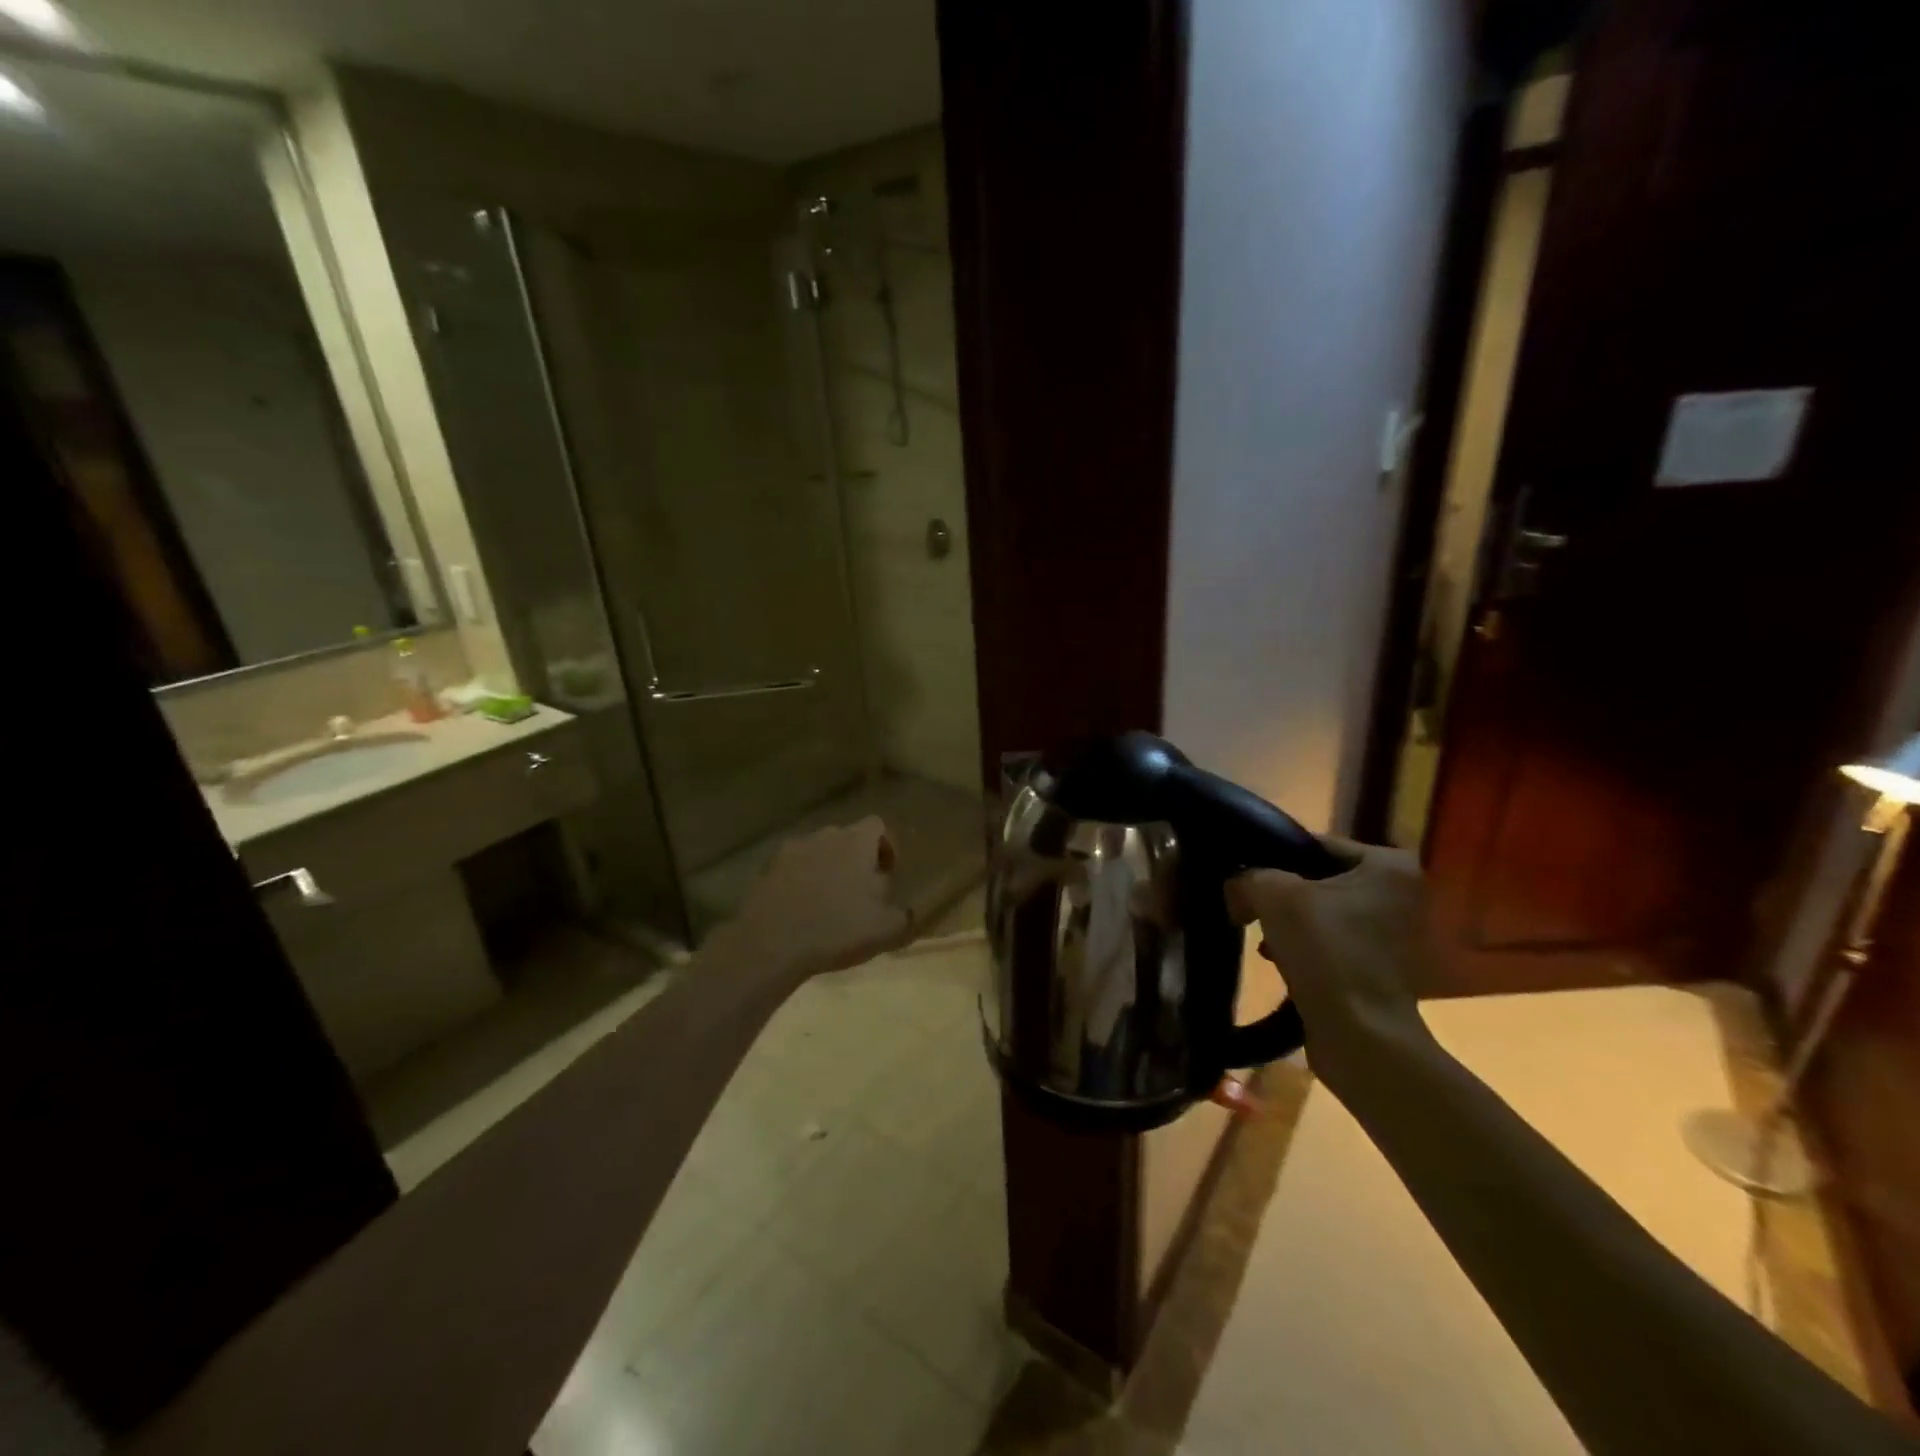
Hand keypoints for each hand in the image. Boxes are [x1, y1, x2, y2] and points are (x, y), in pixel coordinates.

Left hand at [722, 817, 911, 991]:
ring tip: (829, 905)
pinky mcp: (766, 870)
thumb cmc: (836, 929)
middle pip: (847, 839)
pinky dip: (801, 883)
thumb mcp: (886, 930)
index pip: (878, 826)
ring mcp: (791, 850)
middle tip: (861, 894)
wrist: (770, 944)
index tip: (888, 874)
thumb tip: (907, 912)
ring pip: (818, 853)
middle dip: (856, 861)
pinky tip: (802, 912)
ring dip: (827, 871)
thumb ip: (904, 916)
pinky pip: (793, 870)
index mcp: (856, 842)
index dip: (886, 847)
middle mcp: (824, 836)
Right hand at [1226, 838, 1437, 1095]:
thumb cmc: (1326, 950)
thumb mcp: (1274, 895)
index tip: (1244, 871)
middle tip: (1248, 903)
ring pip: (1322, 911)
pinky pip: (1331, 941)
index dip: (1274, 855)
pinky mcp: (1380, 966)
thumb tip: (1236, 887)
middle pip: (1319, 877)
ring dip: (1288, 921)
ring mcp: (1394, 933)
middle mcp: (1401, 894)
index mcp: (1389, 866)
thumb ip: (1248, 877)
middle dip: (1281, 891)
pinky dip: (1303, 945)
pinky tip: (1276, 957)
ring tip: (1259, 934)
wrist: (1359, 1035)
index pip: (1317, 844)